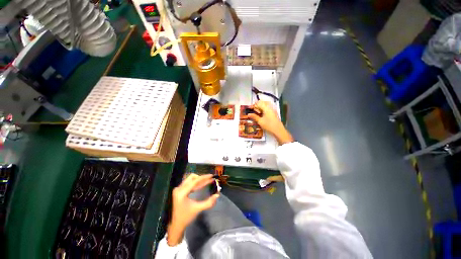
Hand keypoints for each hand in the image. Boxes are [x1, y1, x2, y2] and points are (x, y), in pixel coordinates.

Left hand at [167, 174, 218, 245]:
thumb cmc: (186, 217)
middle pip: (192, 177)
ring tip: (207, 181)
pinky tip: (202, 185)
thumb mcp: (197, 209)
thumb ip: (208, 202)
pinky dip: (196, 184)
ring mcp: (178, 189)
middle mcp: (179, 188)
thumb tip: (217, 195)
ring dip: (199, 180)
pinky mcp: (179, 191)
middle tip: (209, 179)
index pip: (195, 181)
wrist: (176, 225)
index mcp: (182, 192)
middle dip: (201, 178)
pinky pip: (189, 184)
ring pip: (190, 180)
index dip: (204, 177)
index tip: (211, 176)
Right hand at [248, 101, 293, 144]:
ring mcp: (273, 110)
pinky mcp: (274, 113)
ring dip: (261, 107)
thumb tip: (248, 114)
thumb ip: (254, 117)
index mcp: (266, 108)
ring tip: (258, 112)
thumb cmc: (269, 125)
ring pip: (266, 105)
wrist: (278, 130)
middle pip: (263, 102)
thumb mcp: (260, 121)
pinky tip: (262, 114)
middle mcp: (270, 107)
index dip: (254, 105)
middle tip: (254, 110)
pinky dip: (264, 109)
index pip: (259, 103)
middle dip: (258, 105)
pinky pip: (269, 108)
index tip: (251, 109)